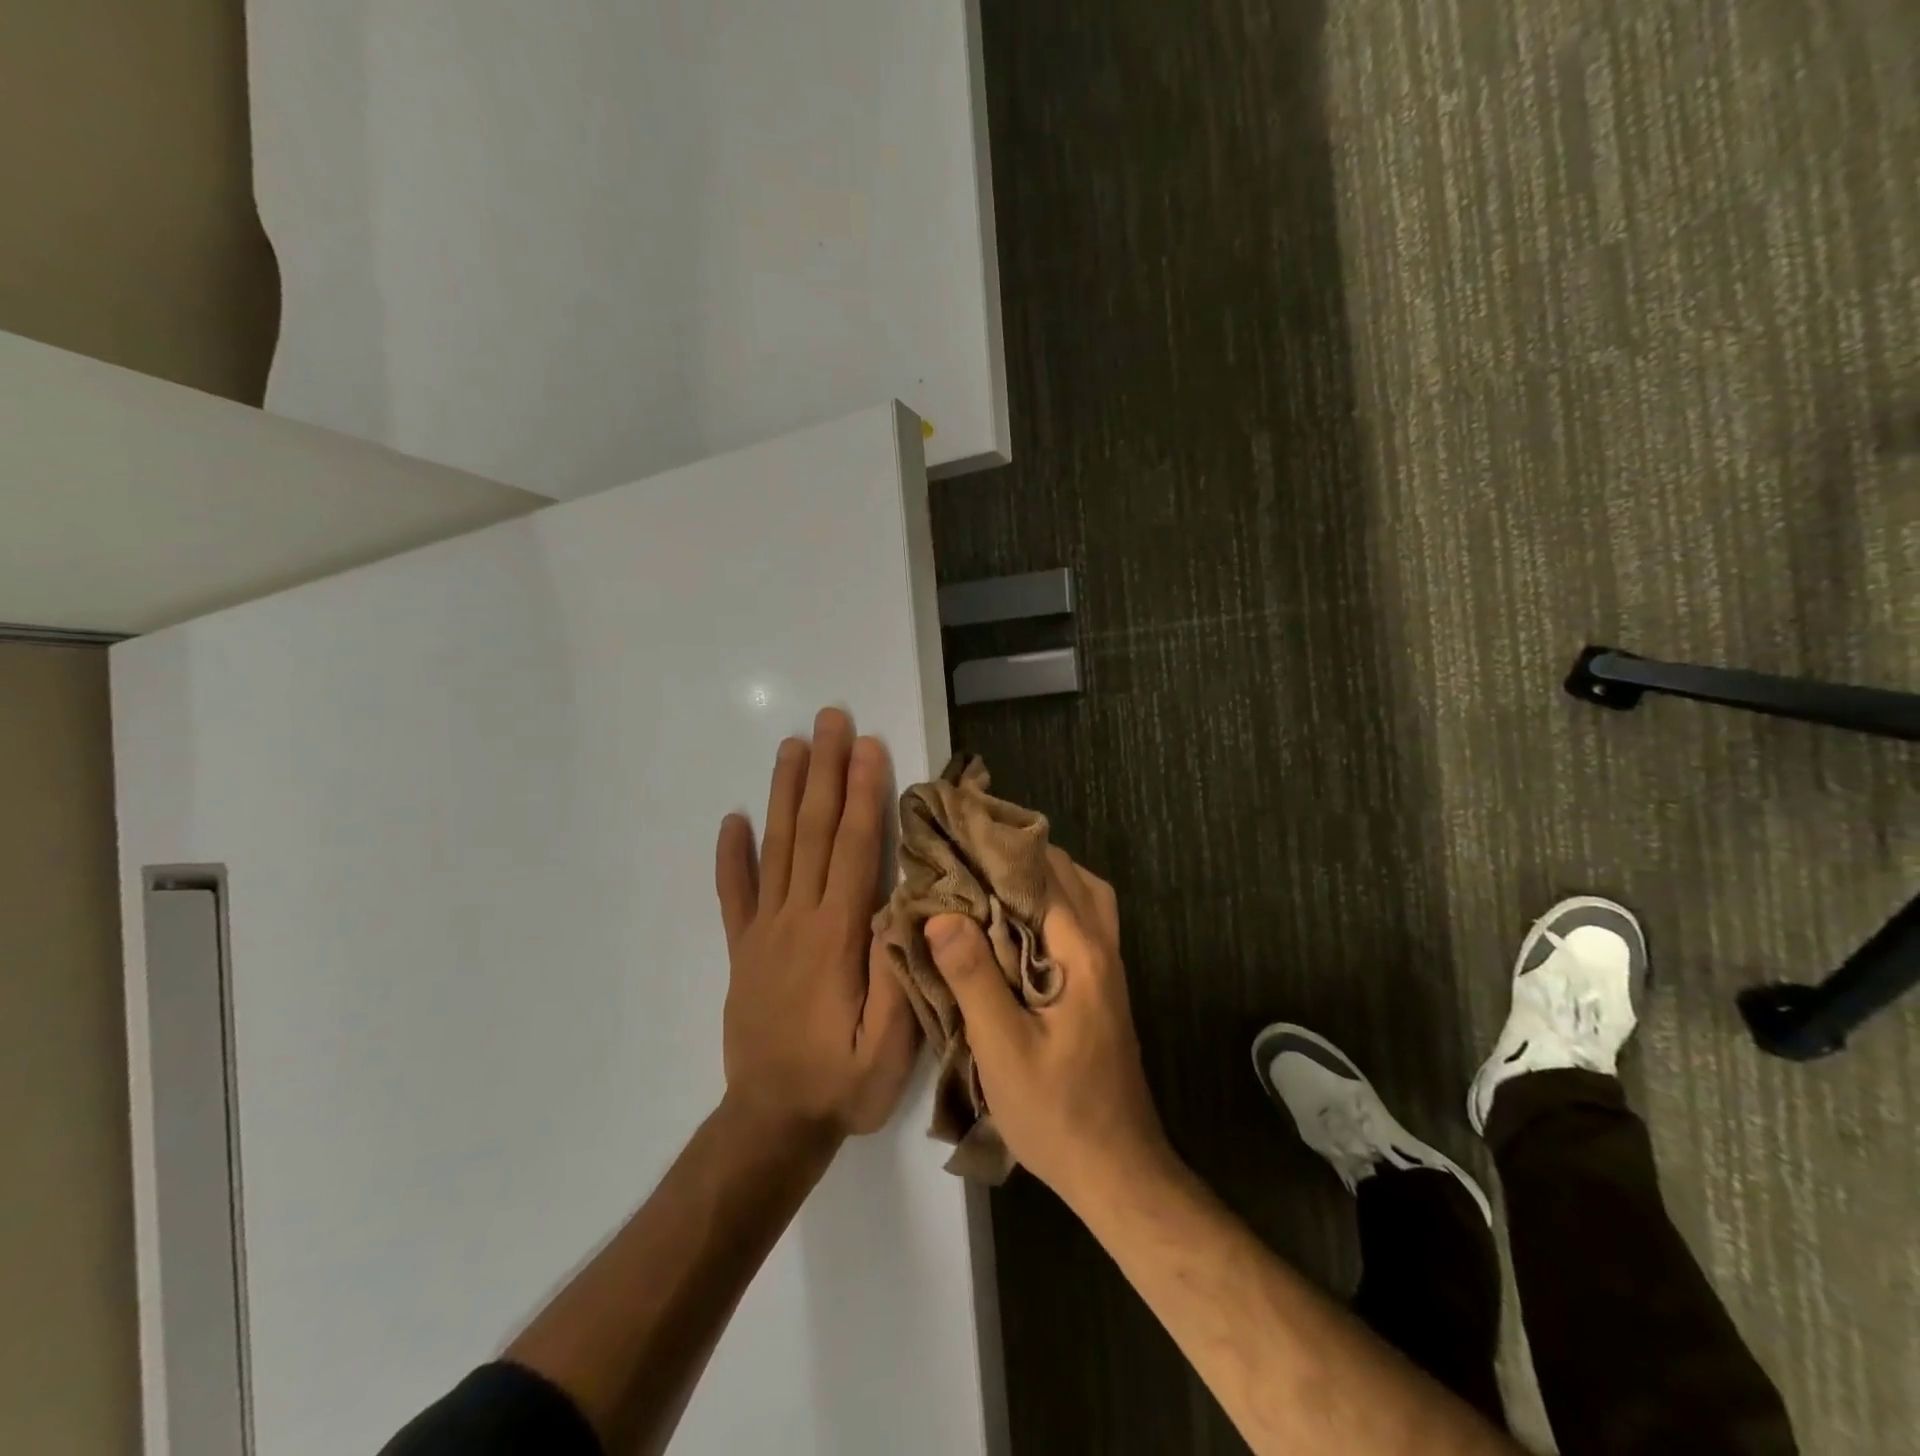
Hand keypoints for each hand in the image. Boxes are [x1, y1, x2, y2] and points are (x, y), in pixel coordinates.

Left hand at [714, 708, 919, 1143]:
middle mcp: (796, 919)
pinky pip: (734, 895)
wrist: (771, 1125)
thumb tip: (904, 902)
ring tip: (791, 747)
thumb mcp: (890, 1045)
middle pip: (812, 831)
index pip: (852, 848)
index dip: (861, 793)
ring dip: (784, 794)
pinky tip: (731, 821)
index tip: (866, 746)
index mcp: (836, 936)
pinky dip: (731, 856)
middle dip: (824, 771)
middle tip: (829, 720)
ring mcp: (763, 932)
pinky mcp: (743, 951)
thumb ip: (899, 972)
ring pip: (775, 849)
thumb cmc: (841, 1085)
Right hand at [925, 848, 1169, 1208]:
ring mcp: (1108, 968)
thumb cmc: (1057, 1112)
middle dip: (1019, 855)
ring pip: (1081, 897)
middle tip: (968, 852)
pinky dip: (1049, 905)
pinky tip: (1012, 925)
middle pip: (1069, 876)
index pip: (1044, 875)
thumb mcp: (1003, 1049)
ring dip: (1040, 879)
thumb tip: (942, 915)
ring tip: (989, 880)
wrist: (1116, 1169)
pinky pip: (1080, 922)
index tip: (960, 833)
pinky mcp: (1101, 987)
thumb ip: (973, 978)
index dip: (1000, 849)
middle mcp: (1102, 948)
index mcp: (1083, 954)